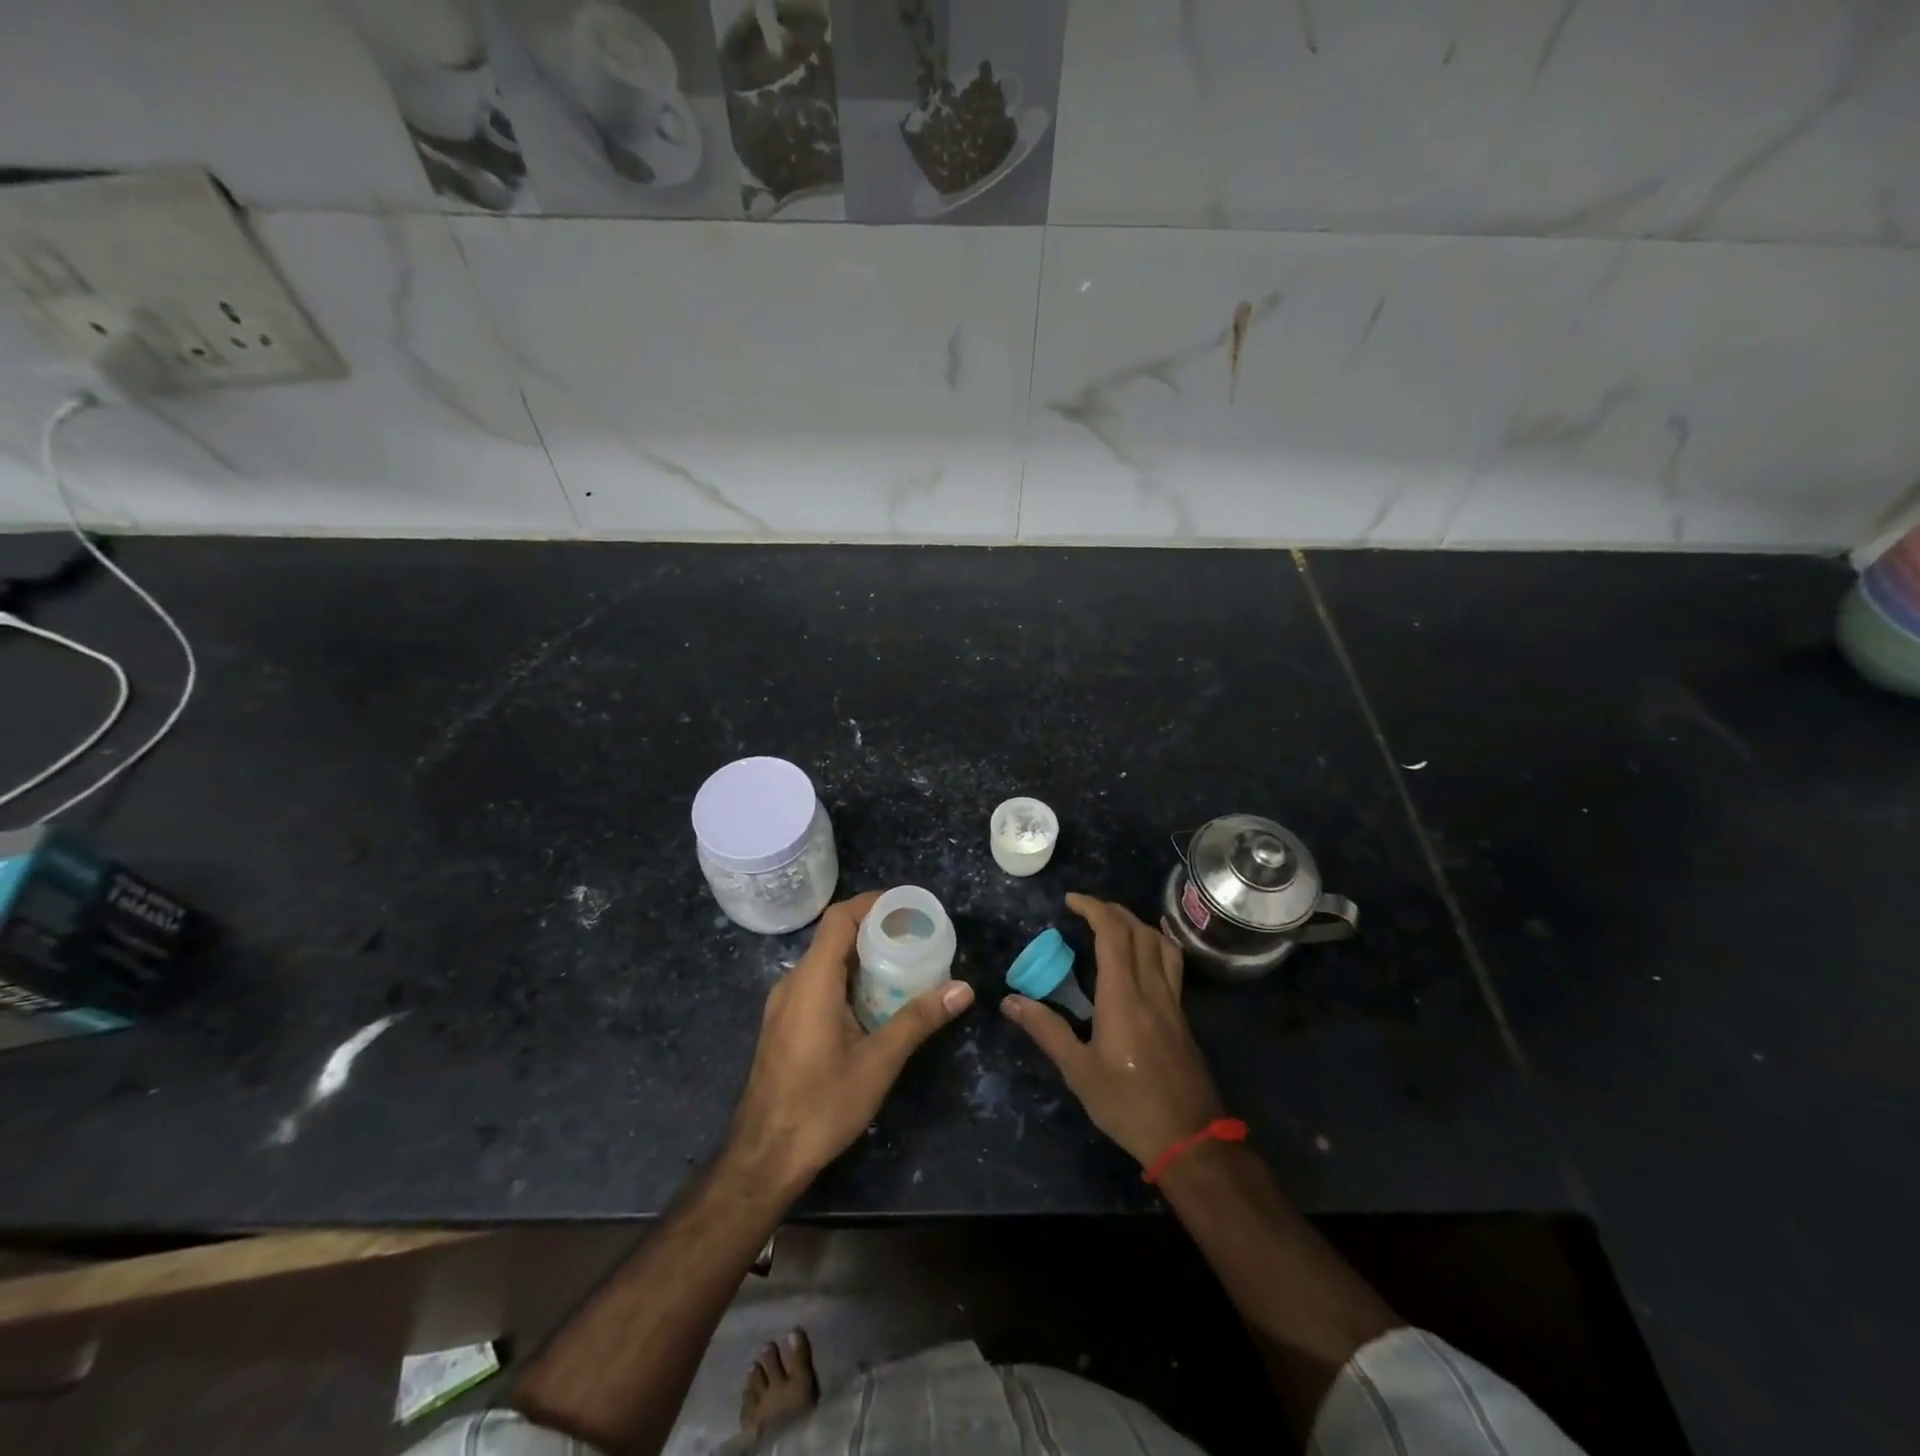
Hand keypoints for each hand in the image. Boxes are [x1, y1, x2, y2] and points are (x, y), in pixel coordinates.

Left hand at [727, 891, 974, 1195]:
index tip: (908, 906)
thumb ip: (918, 1020)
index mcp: (812, 981)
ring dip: (862, 957)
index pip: (839, 918)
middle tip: (917, 937)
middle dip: (875, 930)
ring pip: (825, 962)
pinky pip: (818, 984)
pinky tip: (874, 1002)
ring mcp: (784, 1004)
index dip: (872, 903)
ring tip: (903, 965)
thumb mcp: (878, 1062)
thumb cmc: (820, 1106)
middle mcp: (793, 982)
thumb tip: (963, 989)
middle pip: (833, 937)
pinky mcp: (784, 1024)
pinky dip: (847, 979)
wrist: (764, 1158)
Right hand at [1002, 893, 1224, 1166]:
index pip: (1112, 934)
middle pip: (1138, 931)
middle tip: (1085, 909)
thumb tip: (1010, 1001)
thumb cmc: (1128, 1105)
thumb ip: (1046, 1030)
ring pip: (1161, 944)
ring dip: (1136, 923)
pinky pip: (1172, 964)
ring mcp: (1172, 1002)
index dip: (1093, 909)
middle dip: (1112, 910)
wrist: (1190, 1139)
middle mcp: (1151, 989)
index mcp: (1123, 996)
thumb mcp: (1079, 1071)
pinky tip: (1146, 956)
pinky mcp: (1182, 1017)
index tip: (1070, 901)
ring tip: (1114, 923)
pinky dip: (1157, 944)